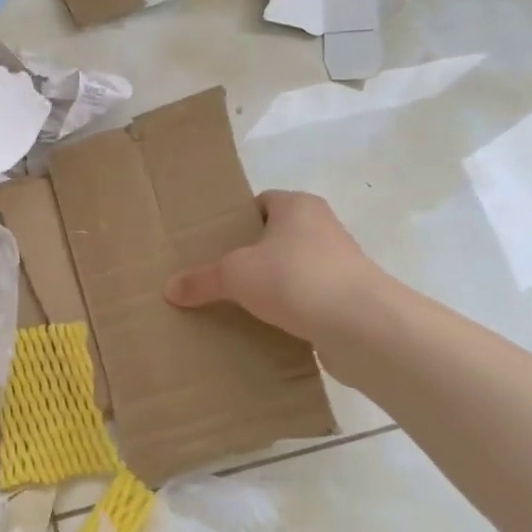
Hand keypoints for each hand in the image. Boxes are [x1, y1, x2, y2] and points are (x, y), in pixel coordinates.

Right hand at [165, 190, 388, 342]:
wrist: (362, 326)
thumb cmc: (296, 278)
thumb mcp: (235, 275)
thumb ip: (202, 280)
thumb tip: (169, 289)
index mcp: (298, 206)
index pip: (263, 202)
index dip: (237, 219)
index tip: (214, 242)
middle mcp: (323, 228)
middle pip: (277, 237)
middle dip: (251, 255)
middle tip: (218, 274)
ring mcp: (340, 265)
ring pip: (294, 270)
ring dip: (272, 286)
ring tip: (238, 304)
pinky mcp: (349, 300)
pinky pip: (309, 300)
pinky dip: (291, 311)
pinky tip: (266, 328)